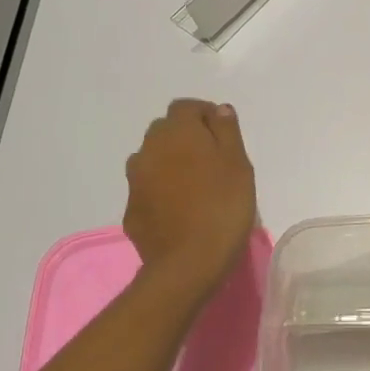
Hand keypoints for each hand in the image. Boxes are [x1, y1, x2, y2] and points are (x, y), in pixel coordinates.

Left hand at [122, 99, 256, 298]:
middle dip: (186, 137)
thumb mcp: (238, 163)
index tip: (224, 135)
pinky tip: (180, 209)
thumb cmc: (223, 206)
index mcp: (177, 132)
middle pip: (165, 130)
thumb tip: (217, 110)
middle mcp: (149, 149)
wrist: (188, 263)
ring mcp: (135, 180)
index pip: (186, 107)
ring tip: (194, 185)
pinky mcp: (131, 209)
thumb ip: (226, 130)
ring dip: (170, 162)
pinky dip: (161, 190)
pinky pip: (148, 188)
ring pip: (153, 158)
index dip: (205, 116)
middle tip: (212, 160)